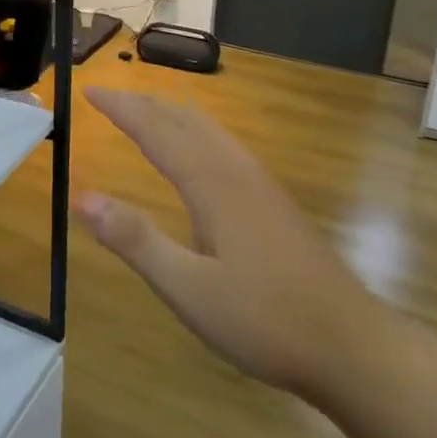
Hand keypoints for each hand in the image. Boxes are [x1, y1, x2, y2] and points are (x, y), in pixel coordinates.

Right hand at [73, 87, 385, 401]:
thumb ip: (136, 241)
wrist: (353, 346)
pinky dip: (196, 132)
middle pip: (185, 120)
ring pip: (210, 131)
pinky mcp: (275, 204)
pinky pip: (225, 147)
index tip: (90, 91)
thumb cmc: (265, 320)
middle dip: (144, 104)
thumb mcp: (188, 289)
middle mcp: (237, 172)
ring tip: (146, 112)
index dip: (122, 109)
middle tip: (110, 97)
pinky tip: (199, 154)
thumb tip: (82, 197)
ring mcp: (261, 186)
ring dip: (172, 114)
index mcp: (212, 185)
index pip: (157, 131)